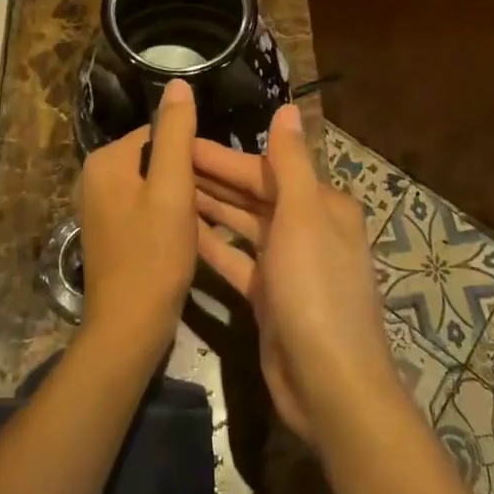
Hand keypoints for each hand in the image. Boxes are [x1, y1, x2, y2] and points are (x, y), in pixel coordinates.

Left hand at [75, 78, 199, 352]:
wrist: (128, 329)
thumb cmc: (154, 255)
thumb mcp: (172, 188)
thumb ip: (175, 133)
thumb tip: (178, 82)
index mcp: (106, 160)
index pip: (159, 133)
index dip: (191, 153)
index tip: (215, 177)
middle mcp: (95, 177)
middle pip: (154, 158)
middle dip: (185, 175)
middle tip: (211, 202)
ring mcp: (99, 206)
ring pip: (152, 184)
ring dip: (179, 197)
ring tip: (204, 220)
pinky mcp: (109, 231)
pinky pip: (144, 207)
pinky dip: (165, 216)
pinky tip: (185, 237)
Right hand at [193, 104, 404, 447]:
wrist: (330, 386)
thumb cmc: (316, 290)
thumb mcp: (303, 216)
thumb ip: (290, 162)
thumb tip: (288, 107)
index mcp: (320, 204)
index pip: (266, 168)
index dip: (222, 155)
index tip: (181, 140)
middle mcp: (306, 228)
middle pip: (252, 194)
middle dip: (212, 177)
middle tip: (163, 161)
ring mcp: (287, 265)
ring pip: (242, 225)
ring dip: (208, 207)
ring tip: (165, 188)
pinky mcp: (269, 297)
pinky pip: (236, 260)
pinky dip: (212, 245)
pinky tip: (180, 232)